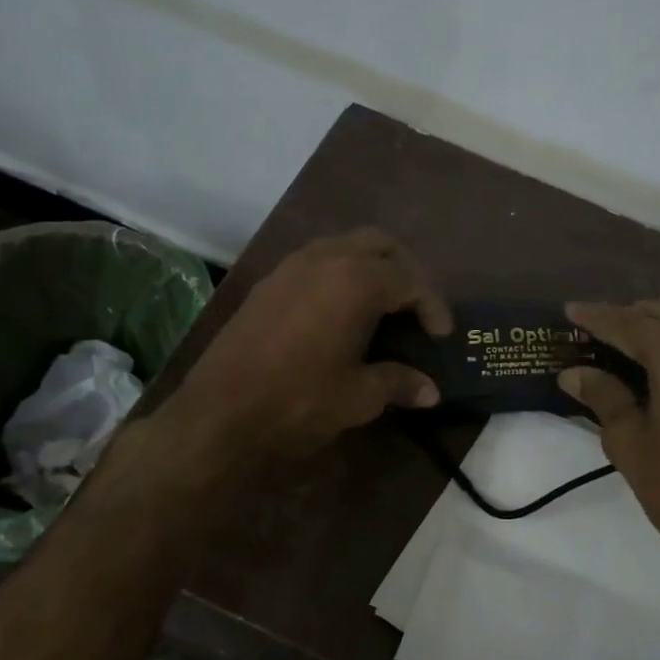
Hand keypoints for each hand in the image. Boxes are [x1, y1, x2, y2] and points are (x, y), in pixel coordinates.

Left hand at [169, 229, 450, 462]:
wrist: (217, 416)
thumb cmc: (298, 402)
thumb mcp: (358, 396)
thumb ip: (398, 382)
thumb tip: (430, 391)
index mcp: (356, 281)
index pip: (410, 279)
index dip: (433, 305)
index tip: (442, 335)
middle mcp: (325, 259)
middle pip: (381, 244)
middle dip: (406, 269)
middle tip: (416, 306)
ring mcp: (291, 266)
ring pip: (345, 245)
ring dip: (371, 266)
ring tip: (383, 305)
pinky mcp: (268, 282)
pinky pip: (317, 260)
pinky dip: (340, 273)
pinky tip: (341, 311)